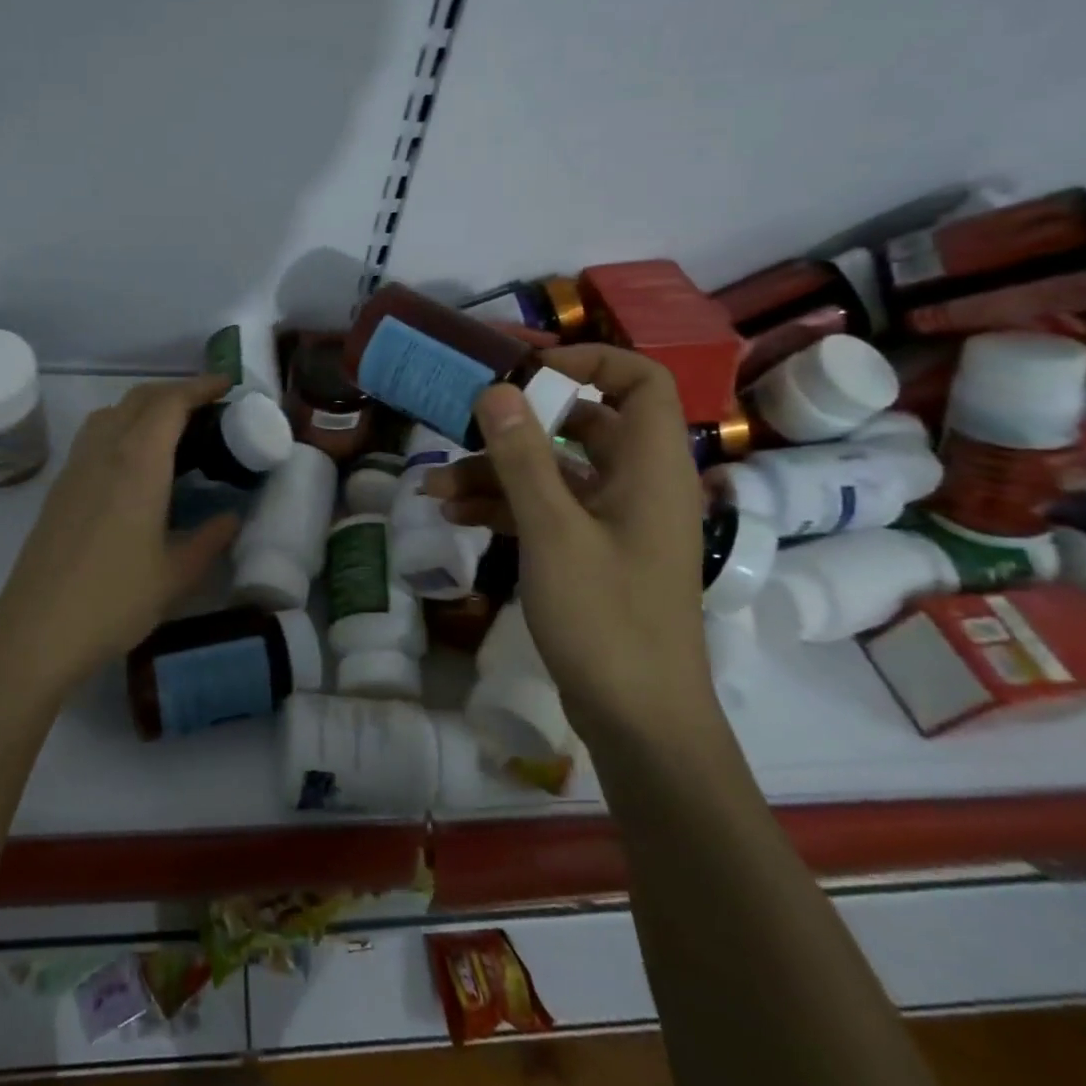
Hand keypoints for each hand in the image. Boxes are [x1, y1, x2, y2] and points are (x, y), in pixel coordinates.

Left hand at [0, 375, 240, 687]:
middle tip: (209, 407)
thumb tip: (232, 518)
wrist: (37, 630)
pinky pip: (95, 435)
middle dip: (176, 391)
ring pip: (112, 413)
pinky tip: (136, 463)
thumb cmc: (114, 600)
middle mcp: (104, 452)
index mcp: (138, 463)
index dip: (200, 387)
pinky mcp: (60, 487)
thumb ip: (210, 539)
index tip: (226, 384)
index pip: (170, 403)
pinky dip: (123, 427)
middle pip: (139, 398)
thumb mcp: (176, 575)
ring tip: (174, 430)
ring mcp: (76, 467)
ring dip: (145, 406)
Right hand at [424, 345, 713, 747]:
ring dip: (497, 471)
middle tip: (466, 414)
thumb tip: (496, 389)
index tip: (527, 371)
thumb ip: (523, 457)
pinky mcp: (590, 553)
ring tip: (435, 484)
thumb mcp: (553, 532)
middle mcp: (637, 485)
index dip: (589, 362)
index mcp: (651, 469)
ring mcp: (613, 522)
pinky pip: (546, 510)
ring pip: (555, 472)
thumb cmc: (606, 619)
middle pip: (584, 425)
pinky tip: (453, 512)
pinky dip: (504, 506)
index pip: (641, 382)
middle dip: (520, 420)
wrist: (639, 722)